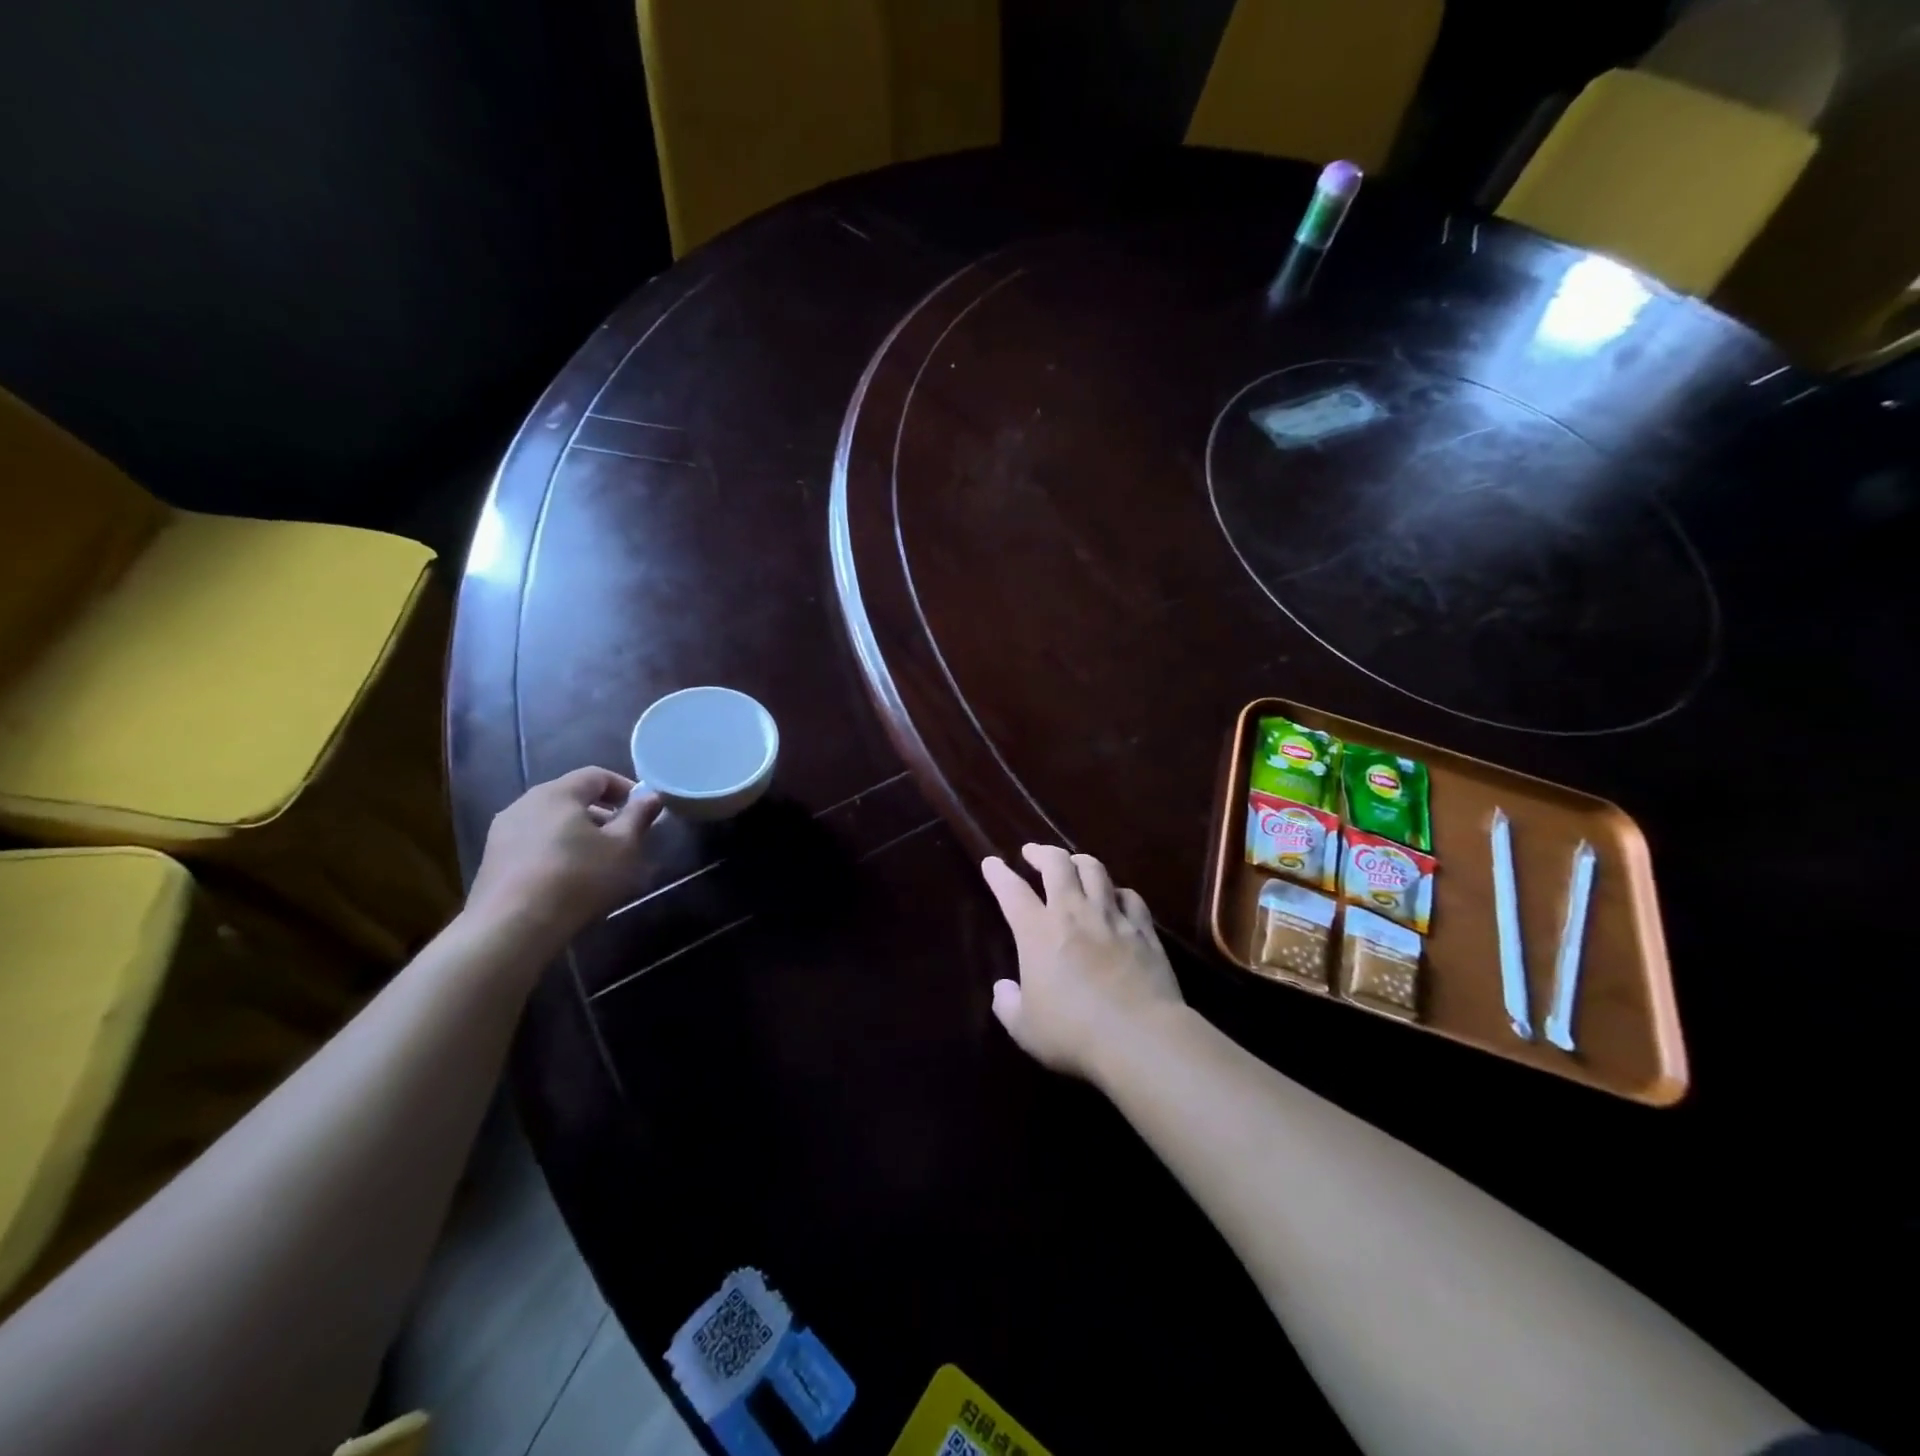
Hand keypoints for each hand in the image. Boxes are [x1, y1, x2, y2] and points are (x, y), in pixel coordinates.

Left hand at [466, 768, 661, 950]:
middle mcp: (525, 803)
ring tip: (599, 860)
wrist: (512, 927)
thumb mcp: (622, 847)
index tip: (644, 810)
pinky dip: (556, 850)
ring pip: (551, 821)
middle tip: (625, 837)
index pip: (596, 775)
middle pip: (571, 797)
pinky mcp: (493, 860)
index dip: (625, 788)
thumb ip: (638, 817)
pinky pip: (533, 843)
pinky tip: (569, 878)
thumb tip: (651, 796)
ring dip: (579, 833)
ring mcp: (503, 832)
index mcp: (558, 793)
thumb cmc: (577, 878)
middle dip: (602, 813)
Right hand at [980, 844, 1184, 1081]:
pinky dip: (1119, 892)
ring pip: (1096, 871)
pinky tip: (1117, 897)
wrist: (1139, 1038)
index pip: (1012, 891)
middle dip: (1042, 852)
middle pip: (1057, 864)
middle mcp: (1074, 913)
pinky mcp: (1144, 930)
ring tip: (1073, 864)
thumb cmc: (1073, 1033)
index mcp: (1038, 932)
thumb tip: (1003, 988)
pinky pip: (1131, 898)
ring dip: (1080, 861)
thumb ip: (1008, 1005)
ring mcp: (1112, 918)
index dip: (999, 874)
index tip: (991, 863)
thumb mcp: (1025, 1029)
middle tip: (1033, 853)